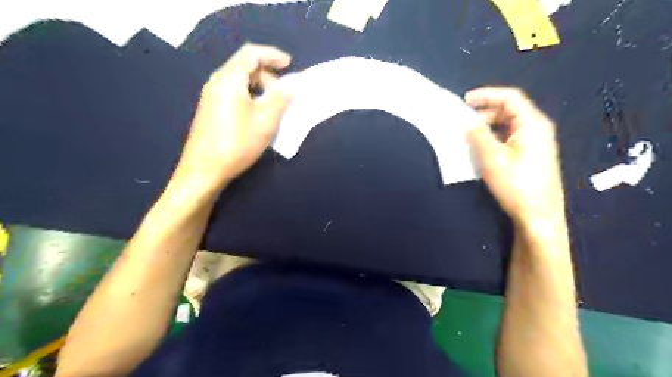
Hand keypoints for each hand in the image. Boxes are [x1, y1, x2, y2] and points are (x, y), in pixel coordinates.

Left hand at [171, 43, 291, 192]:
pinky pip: (233, 93)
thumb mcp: (265, 122)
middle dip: (268, 75)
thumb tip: (289, 88)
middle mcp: (217, 83)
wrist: (204, 170)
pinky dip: (250, 96)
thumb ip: (280, 100)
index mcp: (229, 80)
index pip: (251, 54)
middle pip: (245, 67)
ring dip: (260, 88)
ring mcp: (211, 96)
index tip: (289, 64)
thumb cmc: (237, 144)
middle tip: (283, 94)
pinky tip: (258, 115)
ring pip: (239, 81)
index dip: (272, 55)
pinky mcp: (211, 109)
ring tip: (273, 106)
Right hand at [468, 86, 565, 225]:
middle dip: (485, 112)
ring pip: (509, 124)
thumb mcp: (493, 159)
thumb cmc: (517, 185)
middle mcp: (538, 129)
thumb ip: (479, 136)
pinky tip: (483, 148)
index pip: (510, 97)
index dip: (487, 95)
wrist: (538, 215)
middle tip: (465, 124)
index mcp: (532, 124)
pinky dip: (495, 137)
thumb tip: (467, 122)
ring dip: (489, 126)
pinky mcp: (532, 155)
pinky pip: (511, 137)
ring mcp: (537, 142)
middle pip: (510, 109)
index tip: (465, 100)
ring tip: (471, 137)